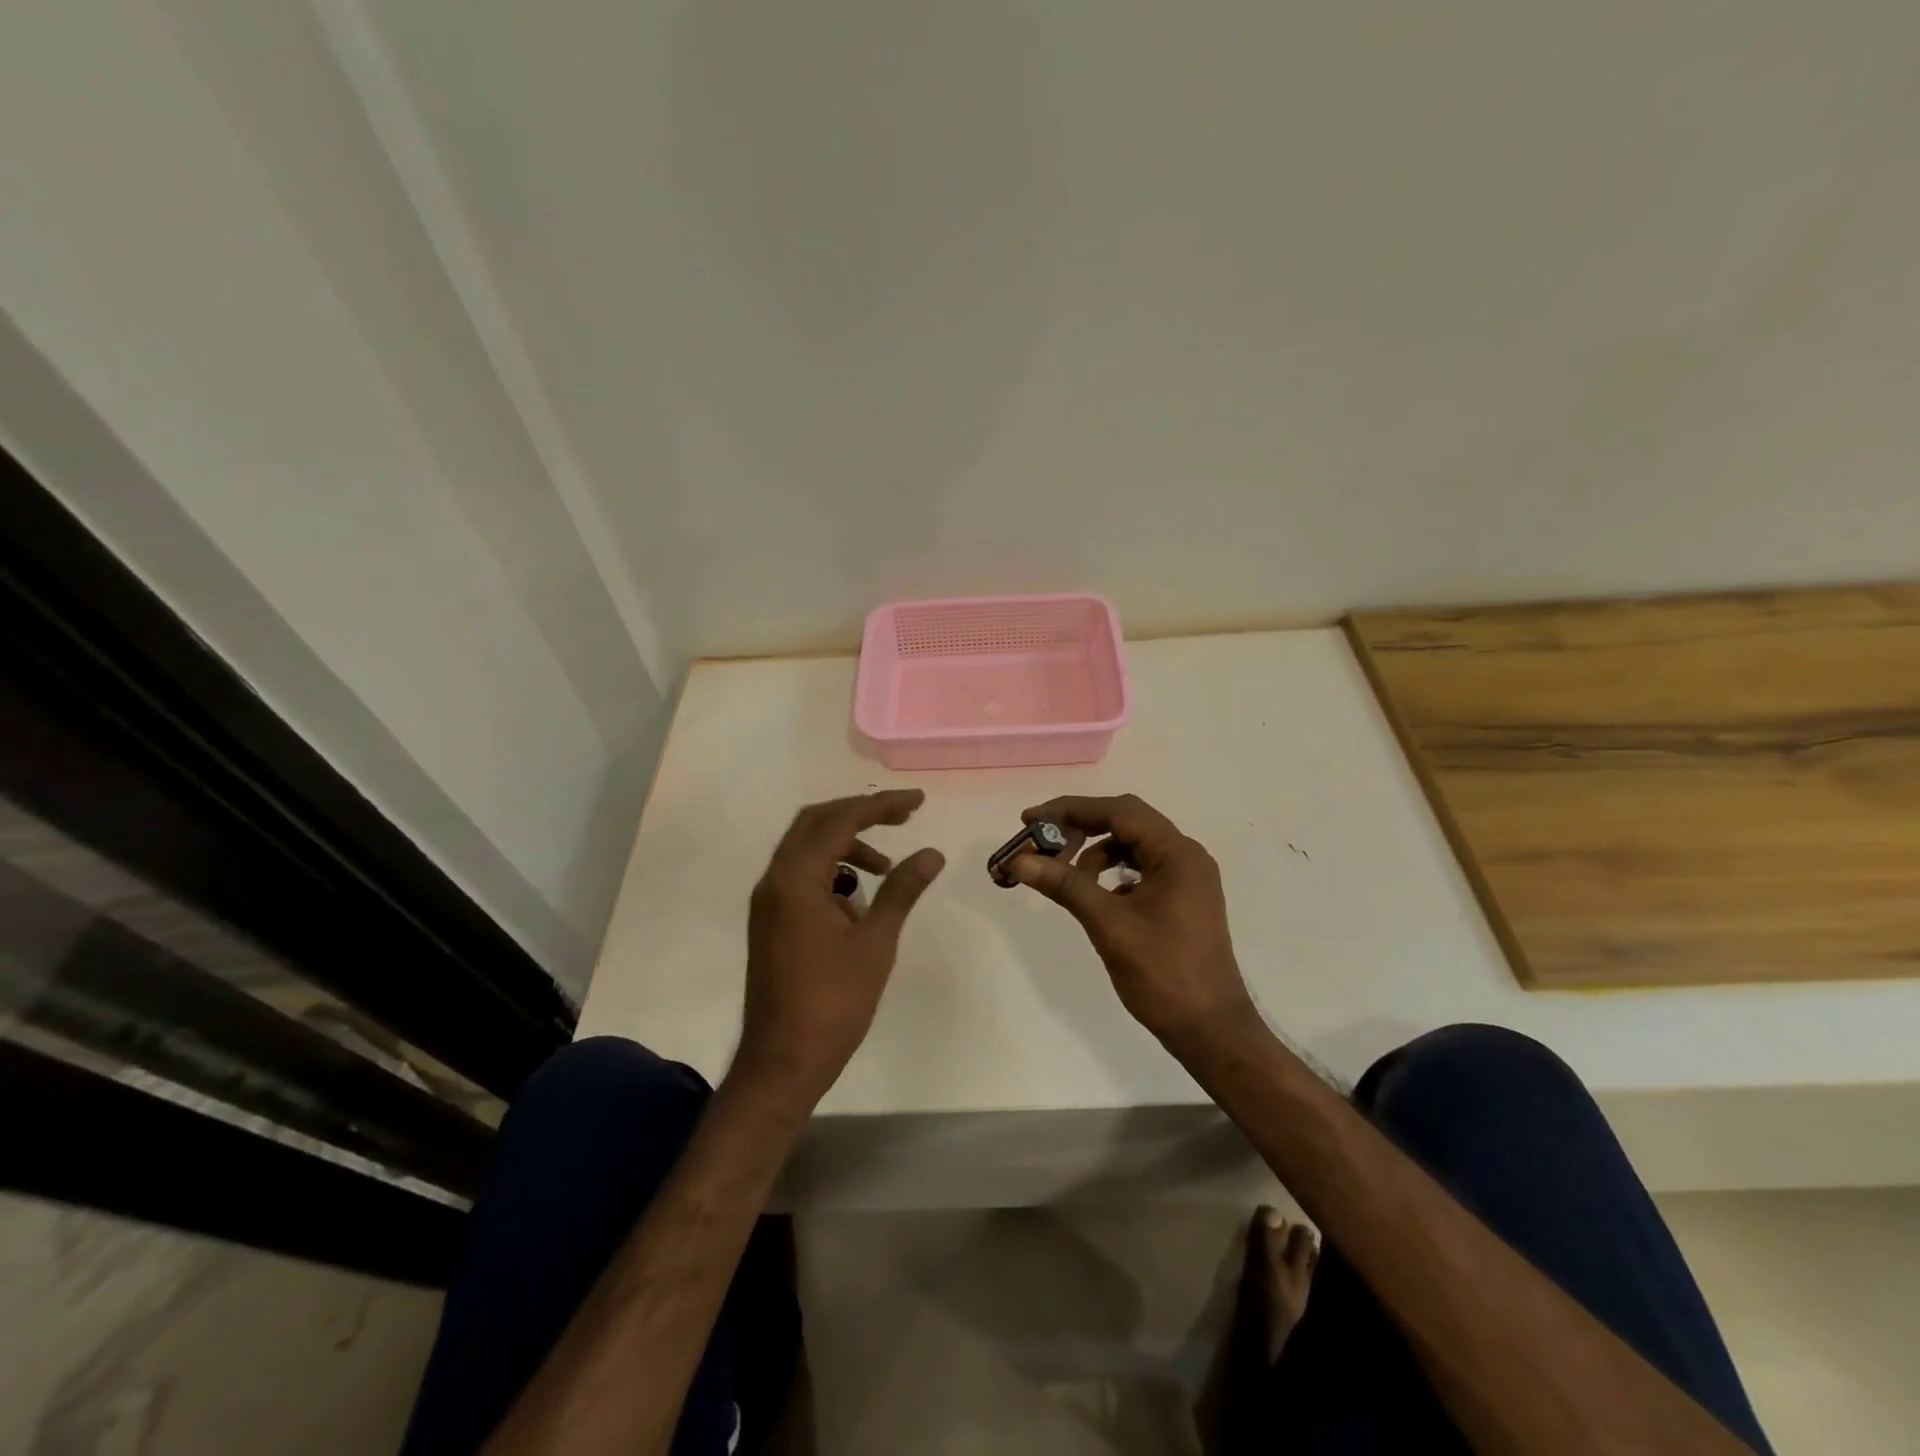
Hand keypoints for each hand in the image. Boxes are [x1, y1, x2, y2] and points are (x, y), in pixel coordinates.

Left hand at [733, 790, 944, 1110]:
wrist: (783, 1061)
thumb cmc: (833, 1002)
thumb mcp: (876, 942)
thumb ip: (901, 890)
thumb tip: (931, 853)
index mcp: (796, 879)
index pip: (840, 821)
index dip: (880, 805)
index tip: (917, 802)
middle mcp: (775, 880)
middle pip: (815, 822)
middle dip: (860, 813)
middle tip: (902, 817)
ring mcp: (768, 901)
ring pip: (806, 848)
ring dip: (846, 844)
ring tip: (886, 867)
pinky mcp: (771, 920)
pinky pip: (801, 874)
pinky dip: (832, 870)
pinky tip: (858, 897)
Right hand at [1007, 794, 1258, 1053]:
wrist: (1210, 1030)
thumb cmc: (1163, 974)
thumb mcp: (1109, 925)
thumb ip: (1066, 885)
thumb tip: (1020, 860)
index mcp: (1177, 854)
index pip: (1119, 811)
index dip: (1071, 810)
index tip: (1030, 819)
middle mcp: (1186, 856)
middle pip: (1126, 822)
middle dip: (1080, 828)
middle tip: (1041, 842)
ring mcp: (1187, 878)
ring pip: (1132, 846)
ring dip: (1094, 853)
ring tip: (1064, 876)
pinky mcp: (1182, 899)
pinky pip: (1141, 869)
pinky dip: (1112, 873)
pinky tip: (1094, 896)